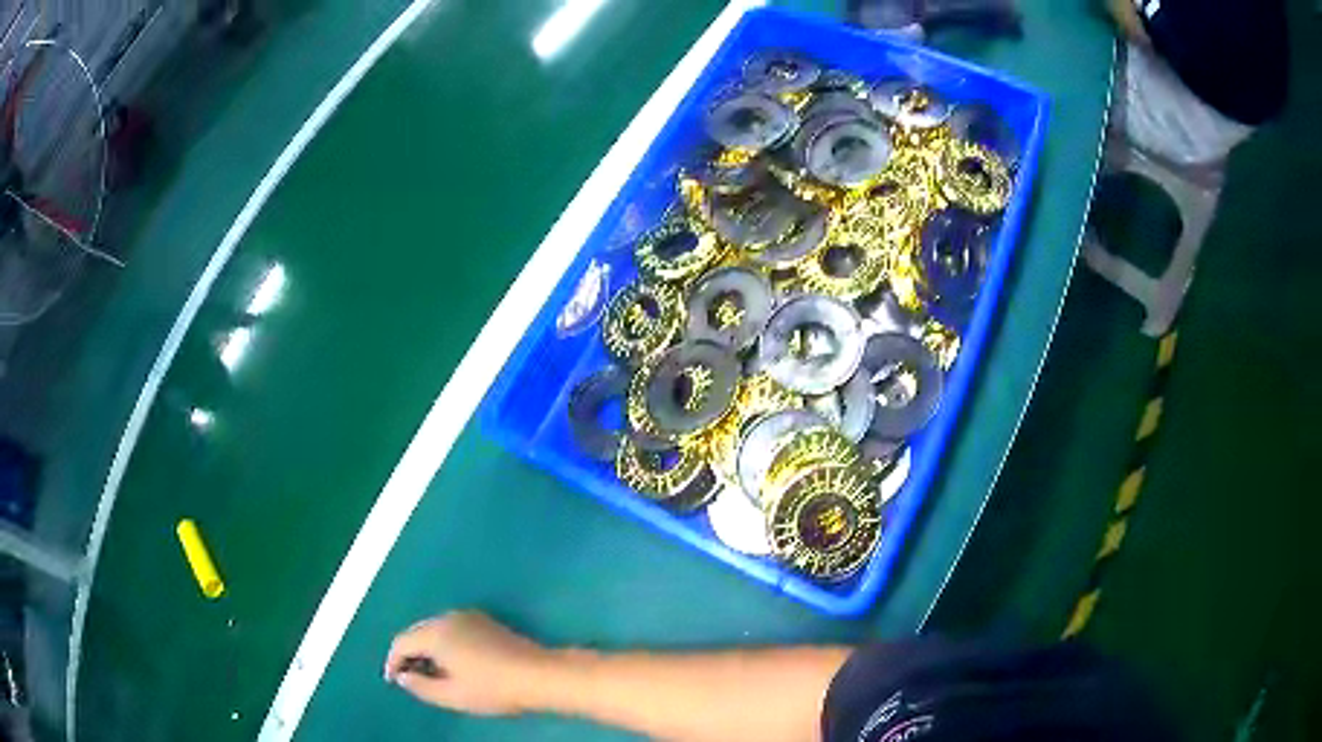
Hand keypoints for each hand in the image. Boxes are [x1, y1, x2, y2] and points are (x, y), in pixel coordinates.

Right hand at [384, 611, 552, 715]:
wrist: (538, 674)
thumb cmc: (492, 688)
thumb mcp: (452, 696)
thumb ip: (420, 686)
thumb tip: (402, 676)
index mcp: (435, 633)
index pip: (401, 642)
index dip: (392, 662)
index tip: (392, 680)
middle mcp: (447, 617)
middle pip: (417, 632)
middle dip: (409, 654)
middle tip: (408, 677)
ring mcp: (468, 616)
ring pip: (435, 629)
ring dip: (427, 648)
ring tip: (429, 673)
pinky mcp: (485, 621)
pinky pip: (452, 628)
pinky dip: (444, 643)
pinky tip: (452, 662)